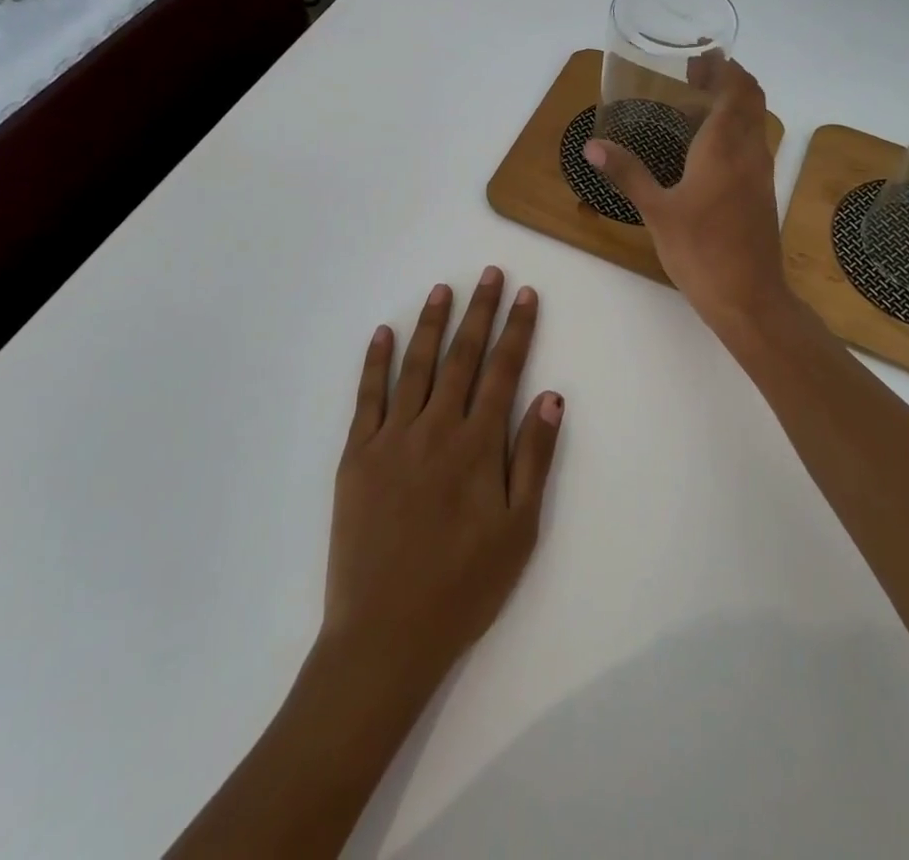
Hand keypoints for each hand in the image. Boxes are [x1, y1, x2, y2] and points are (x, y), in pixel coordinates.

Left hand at [324, 267, 564, 692]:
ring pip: (416, 366)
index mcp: (477, 445)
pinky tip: (383, 332)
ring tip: (443, 290)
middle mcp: (436, 428)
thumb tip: (550, 396)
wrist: (385, 633)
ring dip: (431, 324)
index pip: (503, 371)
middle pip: (462, 357)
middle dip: (480, 312)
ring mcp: (392, 438)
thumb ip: (533, 459)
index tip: (525, 295)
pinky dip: (375, 361)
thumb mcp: (518, 531)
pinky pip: (367, 397)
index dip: (517, 330)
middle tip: (490, 275)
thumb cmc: (463, 587)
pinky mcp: (357, 454)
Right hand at [584, 58, 794, 335]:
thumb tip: (592, 146)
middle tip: (694, 74)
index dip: (722, 67)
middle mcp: (750, 151)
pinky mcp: (762, 191)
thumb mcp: (657, 212)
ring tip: (695, 103)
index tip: (699, 55)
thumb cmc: (701, 251)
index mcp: (725, 147)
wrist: (750, 297)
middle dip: (728, 78)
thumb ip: (628, 173)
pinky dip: (735, 127)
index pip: (736, 89)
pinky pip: (752, 142)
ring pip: (755, 120)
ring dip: (733, 102)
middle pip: (751, 98)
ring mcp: (761, 172)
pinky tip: (705, 146)